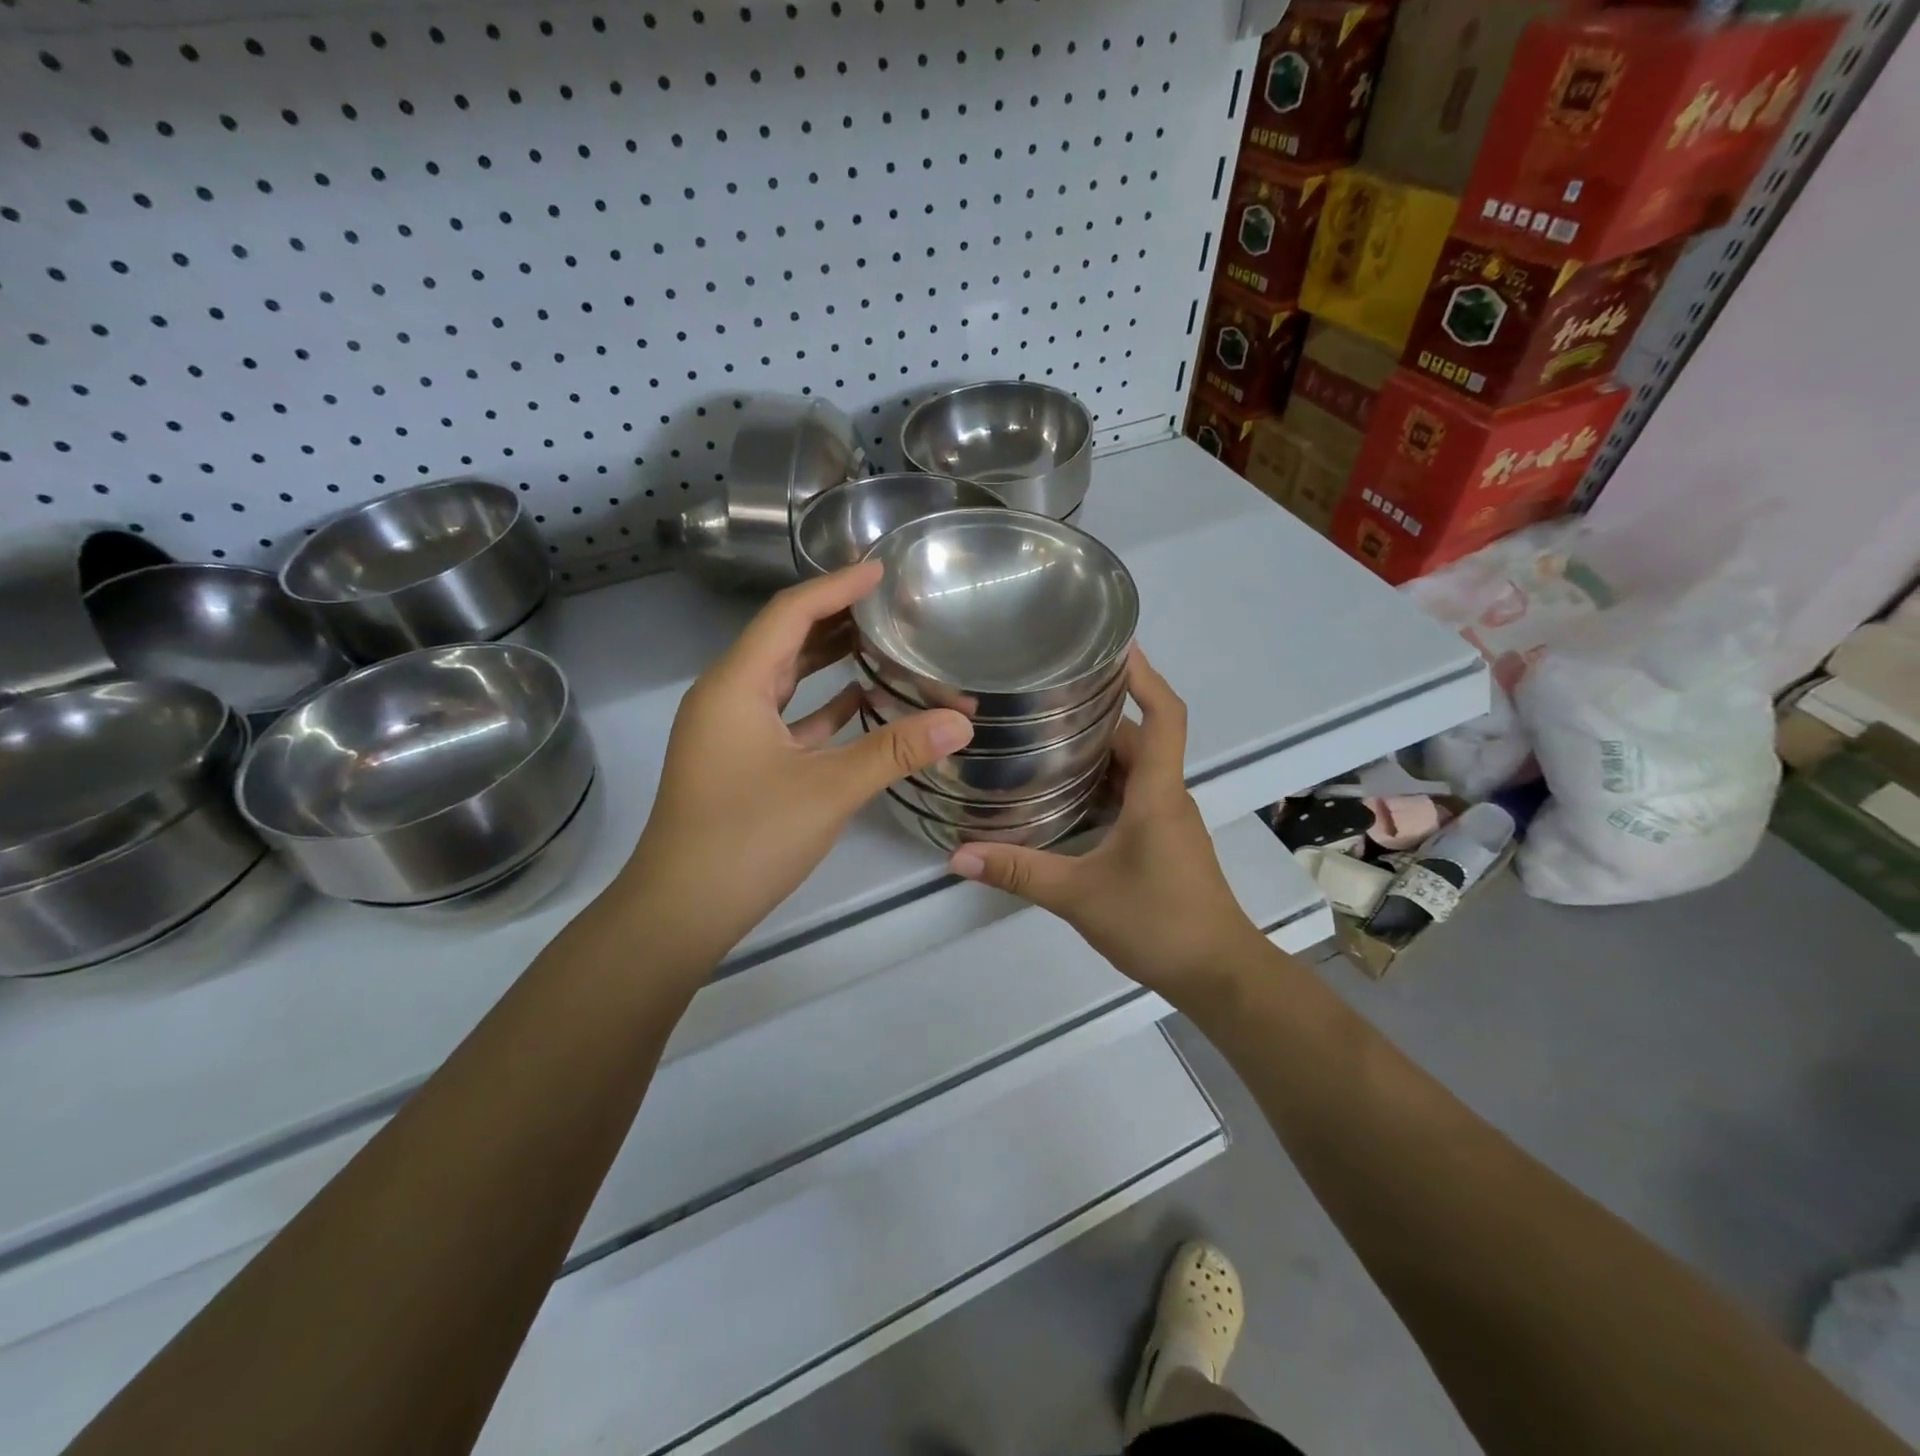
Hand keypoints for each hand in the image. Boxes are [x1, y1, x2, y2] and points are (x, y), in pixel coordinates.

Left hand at [624, 562, 972, 967]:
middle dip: (835, 617)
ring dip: (828, 659)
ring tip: (881, 639)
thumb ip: (896, 751)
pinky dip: (821, 704)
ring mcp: (730, 730)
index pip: (789, 613)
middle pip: (784, 639)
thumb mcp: (829, 790)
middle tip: (890, 603)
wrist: (681, 910)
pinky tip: (862, 701)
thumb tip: (962, 721)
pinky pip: (785, 716)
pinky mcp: (740, 761)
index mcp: (736, 685)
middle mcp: (727, 696)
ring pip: (784, 678)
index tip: (881, 570)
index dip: (836, 587)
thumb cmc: (747, 839)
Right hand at [947, 651, 1259, 999]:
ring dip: (1098, 748)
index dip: (1144, 674)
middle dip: (1100, 710)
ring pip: (1135, 766)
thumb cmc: (1159, 922)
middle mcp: (1167, 795)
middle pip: (1140, 735)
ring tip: (1045, 735)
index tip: (1115, 644)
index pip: (1165, 714)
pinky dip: (1102, 782)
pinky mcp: (1163, 840)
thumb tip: (959, 856)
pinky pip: (1132, 793)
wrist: (1218, 974)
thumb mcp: (1080, 896)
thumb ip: (1020, 872)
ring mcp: (1168, 819)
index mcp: (1157, 792)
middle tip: (1047, 694)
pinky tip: (1064, 793)